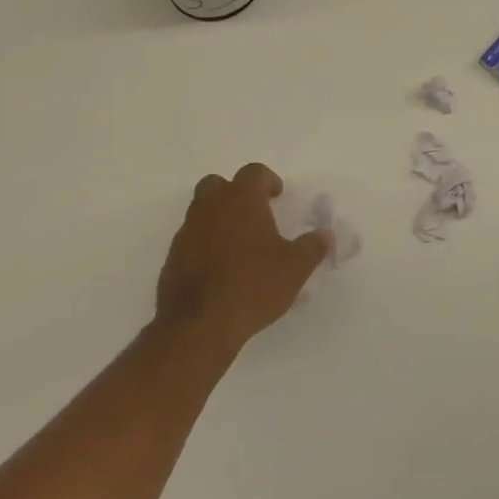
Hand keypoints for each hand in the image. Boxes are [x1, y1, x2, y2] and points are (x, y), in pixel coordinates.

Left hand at [156, 163, 329, 352]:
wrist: (199, 325)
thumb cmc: (253, 285)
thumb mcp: (295, 267)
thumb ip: (312, 246)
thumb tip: (326, 235)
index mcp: (241, 199)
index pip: (254, 173)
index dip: (268, 180)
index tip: (278, 195)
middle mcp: (210, 208)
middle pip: (218, 184)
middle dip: (235, 193)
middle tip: (254, 213)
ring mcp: (187, 232)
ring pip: (201, 211)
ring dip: (218, 219)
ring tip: (239, 244)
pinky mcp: (172, 258)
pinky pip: (191, 240)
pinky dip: (204, 244)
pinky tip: (220, 269)